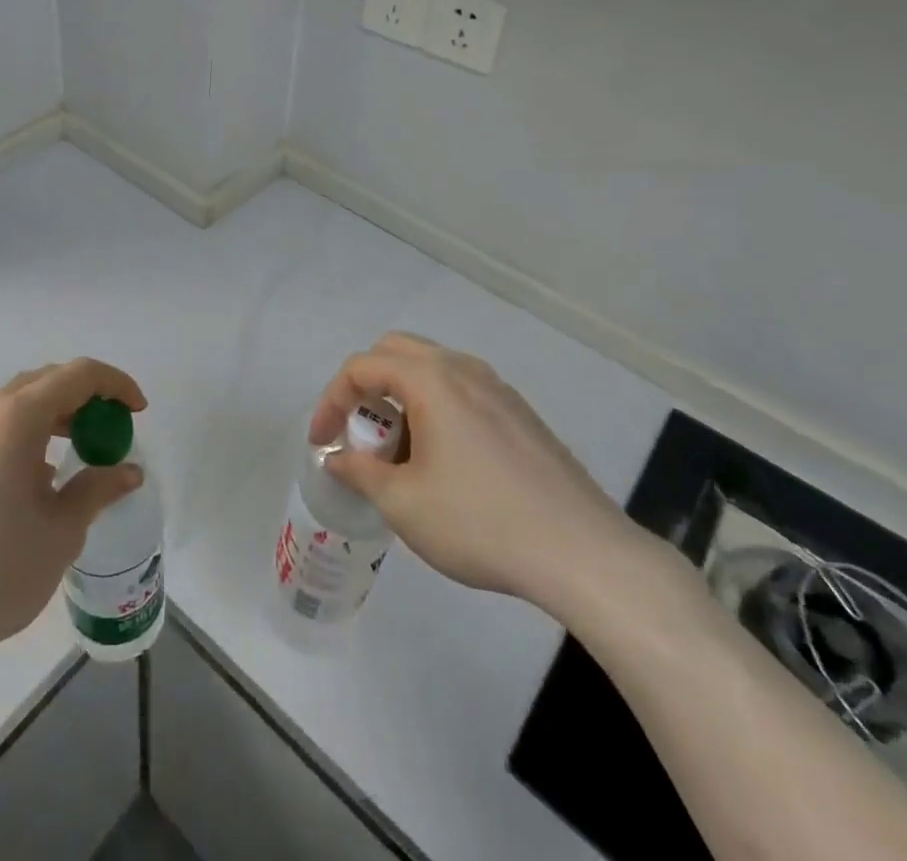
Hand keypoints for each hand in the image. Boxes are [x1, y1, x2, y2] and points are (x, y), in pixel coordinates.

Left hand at [0, 359, 146, 666]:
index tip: (137, 411)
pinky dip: (17, 435)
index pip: (78, 375)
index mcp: (16, 418)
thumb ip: (97, 490)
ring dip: (49, 417)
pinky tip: (22, 480)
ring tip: (68, 457)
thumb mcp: (60, 534)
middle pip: (45, 381)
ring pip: (13, 403)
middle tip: (106, 434)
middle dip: (83, 399)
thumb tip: (129, 471)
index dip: (115, 384)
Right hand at [309, 332, 651, 620]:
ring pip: (432, 371)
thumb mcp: (403, 503)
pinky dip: (434, 410)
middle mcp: (463, 369)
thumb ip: (360, 471)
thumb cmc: (481, 522)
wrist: (584, 553)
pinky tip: (443, 464)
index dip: (331, 402)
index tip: (323, 444)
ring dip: (401, 399)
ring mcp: (498, 389)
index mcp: (431, 379)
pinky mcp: (521, 414)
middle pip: (396, 353)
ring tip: (398, 455)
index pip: (361, 368)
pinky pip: (462, 392)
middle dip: (365, 388)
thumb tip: (338, 458)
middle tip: (359, 433)